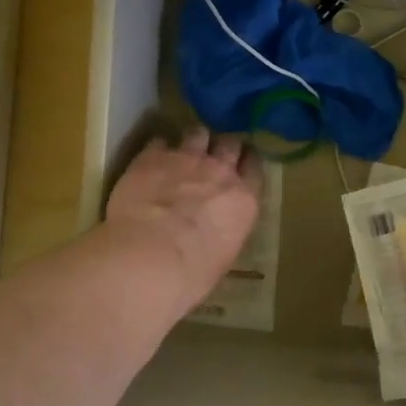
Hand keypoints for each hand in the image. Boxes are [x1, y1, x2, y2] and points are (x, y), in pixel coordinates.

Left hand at [104, 127, 263, 304]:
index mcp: (243, 199)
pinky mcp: (153, 156)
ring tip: (184, 150)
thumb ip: (224, 230)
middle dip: (223, 146)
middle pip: (230, 143)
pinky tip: (151, 158)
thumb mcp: (222, 256)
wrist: (150, 256)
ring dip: (193, 140)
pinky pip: (159, 141)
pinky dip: (158, 148)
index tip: (241, 165)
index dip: (247, 163)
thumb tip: (215, 231)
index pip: (255, 168)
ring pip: (197, 133)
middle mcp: (220, 171)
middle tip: (213, 155)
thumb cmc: (192, 272)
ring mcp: (186, 158)